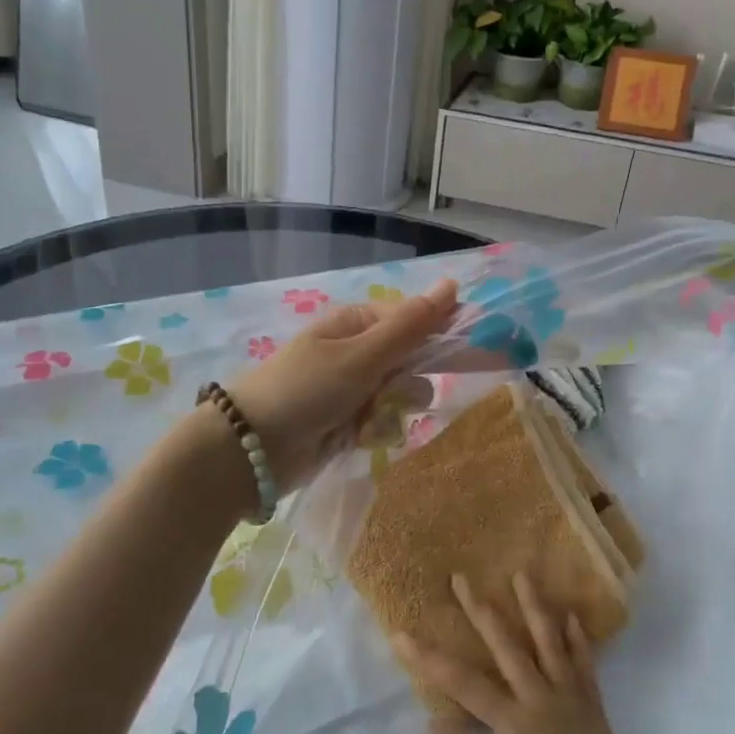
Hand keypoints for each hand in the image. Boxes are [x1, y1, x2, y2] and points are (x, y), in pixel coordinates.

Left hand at [226, 278, 457, 491]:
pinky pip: (385, 422)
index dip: (447, 334)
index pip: (417, 320)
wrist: (252, 448)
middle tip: (396, 396)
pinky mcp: (350, 422)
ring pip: (403, 396)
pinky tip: (357, 438)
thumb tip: (452, 284)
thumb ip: (410, 325)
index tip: (482, 351)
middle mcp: (359, 352)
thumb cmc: (307, 389)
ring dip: (391, 411)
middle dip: (409, 383)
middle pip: (413, 361)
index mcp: (359, 323)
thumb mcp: (362, 355)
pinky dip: (375, 431)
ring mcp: (355, 389)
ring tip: (365, 420)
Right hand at [398, 572, 677, 733]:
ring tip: (522, 574)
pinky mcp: (596, 714)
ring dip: (533, 608)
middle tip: (461, 577)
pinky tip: (572, 619)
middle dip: (480, 612)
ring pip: (549, 644)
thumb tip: (432, 724)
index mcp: (521, 727)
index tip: (401, 634)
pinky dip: (577, 640)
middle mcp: (545, 703)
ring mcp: (574, 704)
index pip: (466, 686)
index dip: (431, 660)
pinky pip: (584, 666)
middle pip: (508, 648)